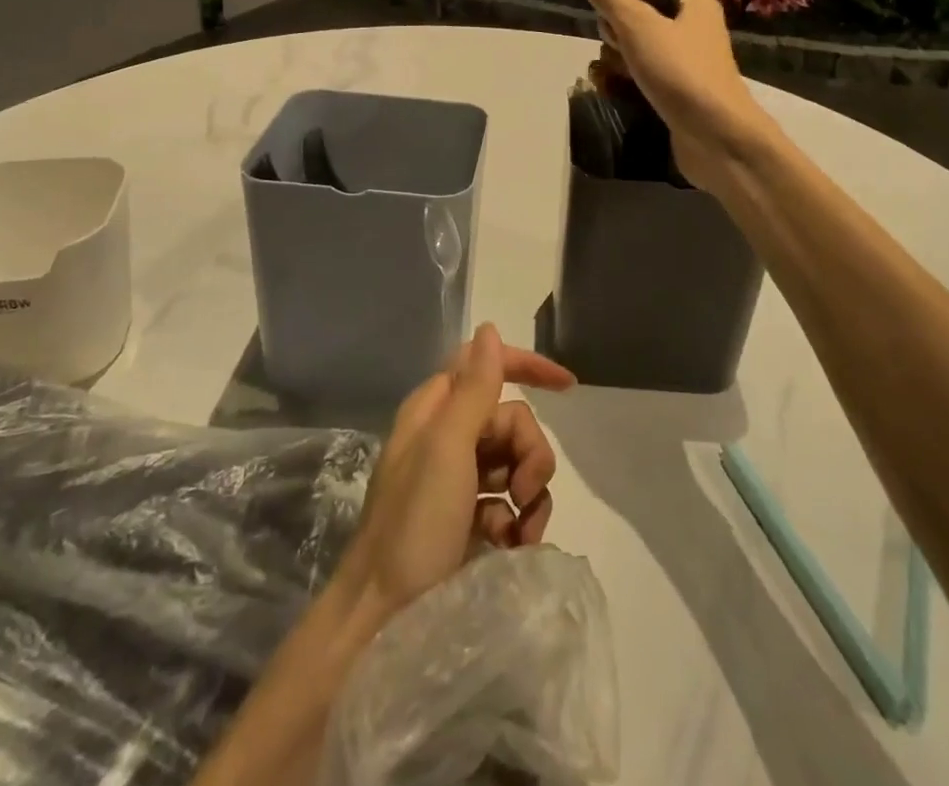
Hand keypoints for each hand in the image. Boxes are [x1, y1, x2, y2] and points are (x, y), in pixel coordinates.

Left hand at [335, 324, 574, 619]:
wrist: (381, 620)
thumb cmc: (414, 524)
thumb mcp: (447, 449)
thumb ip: (474, 388)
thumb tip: (489, 329)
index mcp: (435, 410)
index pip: (486, 366)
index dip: (527, 367)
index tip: (568, 387)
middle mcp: (446, 438)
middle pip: (511, 420)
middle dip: (530, 452)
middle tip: (524, 491)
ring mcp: (457, 481)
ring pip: (516, 463)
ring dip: (531, 494)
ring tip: (521, 532)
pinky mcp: (467, 520)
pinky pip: (511, 504)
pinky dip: (520, 522)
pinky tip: (513, 547)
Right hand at [570, 0, 773, 191]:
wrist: (718, 140)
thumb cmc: (681, 73)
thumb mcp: (637, 25)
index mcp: (697, 4)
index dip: (621, 7)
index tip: (610, 27)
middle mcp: (699, 32)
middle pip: (641, 24)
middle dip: (618, 41)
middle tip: (617, 57)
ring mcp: (694, 68)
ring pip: (643, 56)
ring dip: (622, 67)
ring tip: (616, 80)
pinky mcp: (687, 98)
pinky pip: (651, 83)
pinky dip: (635, 88)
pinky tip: (624, 97)